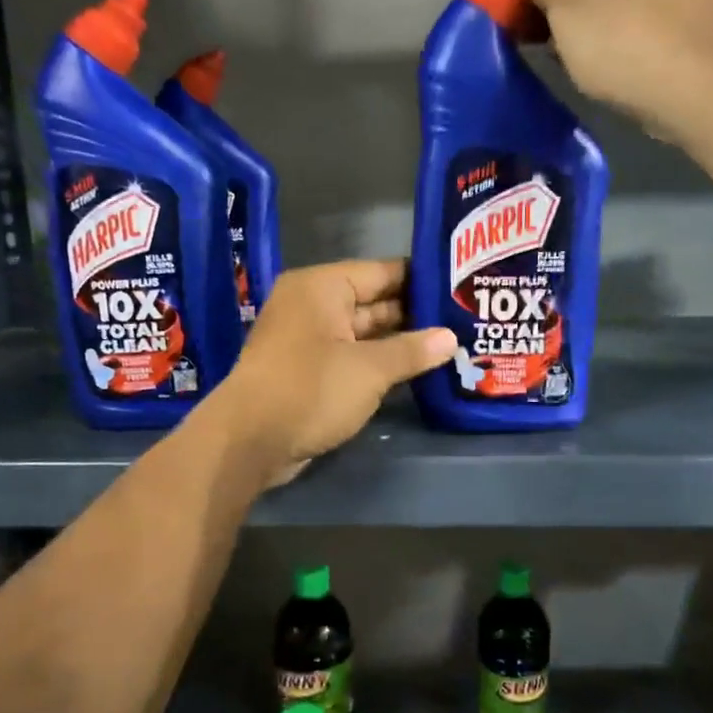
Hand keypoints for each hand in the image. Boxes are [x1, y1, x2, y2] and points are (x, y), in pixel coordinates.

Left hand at [210, 259, 454, 486]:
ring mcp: (308, 340)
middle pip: (374, 301)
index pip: (382, 271)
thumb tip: (450, 338)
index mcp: (322, 287)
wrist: (249, 442)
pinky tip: (416, 371)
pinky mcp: (307, 371)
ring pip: (364, 333)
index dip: (422, 278)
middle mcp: (312, 306)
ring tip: (450, 344)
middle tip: (464, 319)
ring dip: (400, 342)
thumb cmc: (310, 390)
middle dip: (415, 314)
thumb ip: (412, 350)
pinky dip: (378, 363)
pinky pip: (351, 357)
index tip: (461, 286)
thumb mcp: (370, 369)